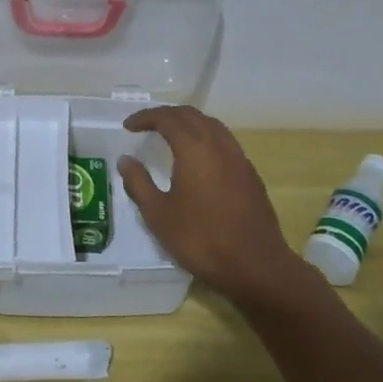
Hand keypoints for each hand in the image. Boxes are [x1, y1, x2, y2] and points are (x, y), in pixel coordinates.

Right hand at [117, 105, 303, 308]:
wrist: (256, 266)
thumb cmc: (201, 239)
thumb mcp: (159, 215)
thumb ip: (139, 183)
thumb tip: (126, 160)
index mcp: (194, 149)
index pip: (167, 118)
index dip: (146, 117)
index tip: (128, 126)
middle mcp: (219, 145)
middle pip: (192, 115)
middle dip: (167, 115)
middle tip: (147, 125)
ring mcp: (239, 158)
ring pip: (212, 125)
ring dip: (189, 123)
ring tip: (172, 136)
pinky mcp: (251, 174)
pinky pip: (225, 142)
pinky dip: (206, 138)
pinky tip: (199, 159)